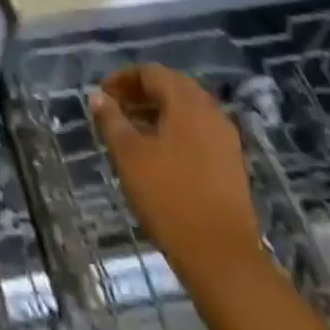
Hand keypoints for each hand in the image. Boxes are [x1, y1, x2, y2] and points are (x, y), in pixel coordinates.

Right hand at [91, 64, 261, 281]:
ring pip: (186, 111)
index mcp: (187, 103)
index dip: (122, 78)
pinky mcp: (230, 164)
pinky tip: (157, 154)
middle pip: (172, 87)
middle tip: (114, 108)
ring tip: (130, 131)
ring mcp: (225, 139)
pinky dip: (174, 130)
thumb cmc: (169, 197)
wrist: (221, 256)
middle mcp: (210, 112)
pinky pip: (197, 131)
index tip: (101, 95)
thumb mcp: (129, 155)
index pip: (151, 72)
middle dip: (140, 92)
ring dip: (157, 112)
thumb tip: (98, 96)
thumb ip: (111, 120)